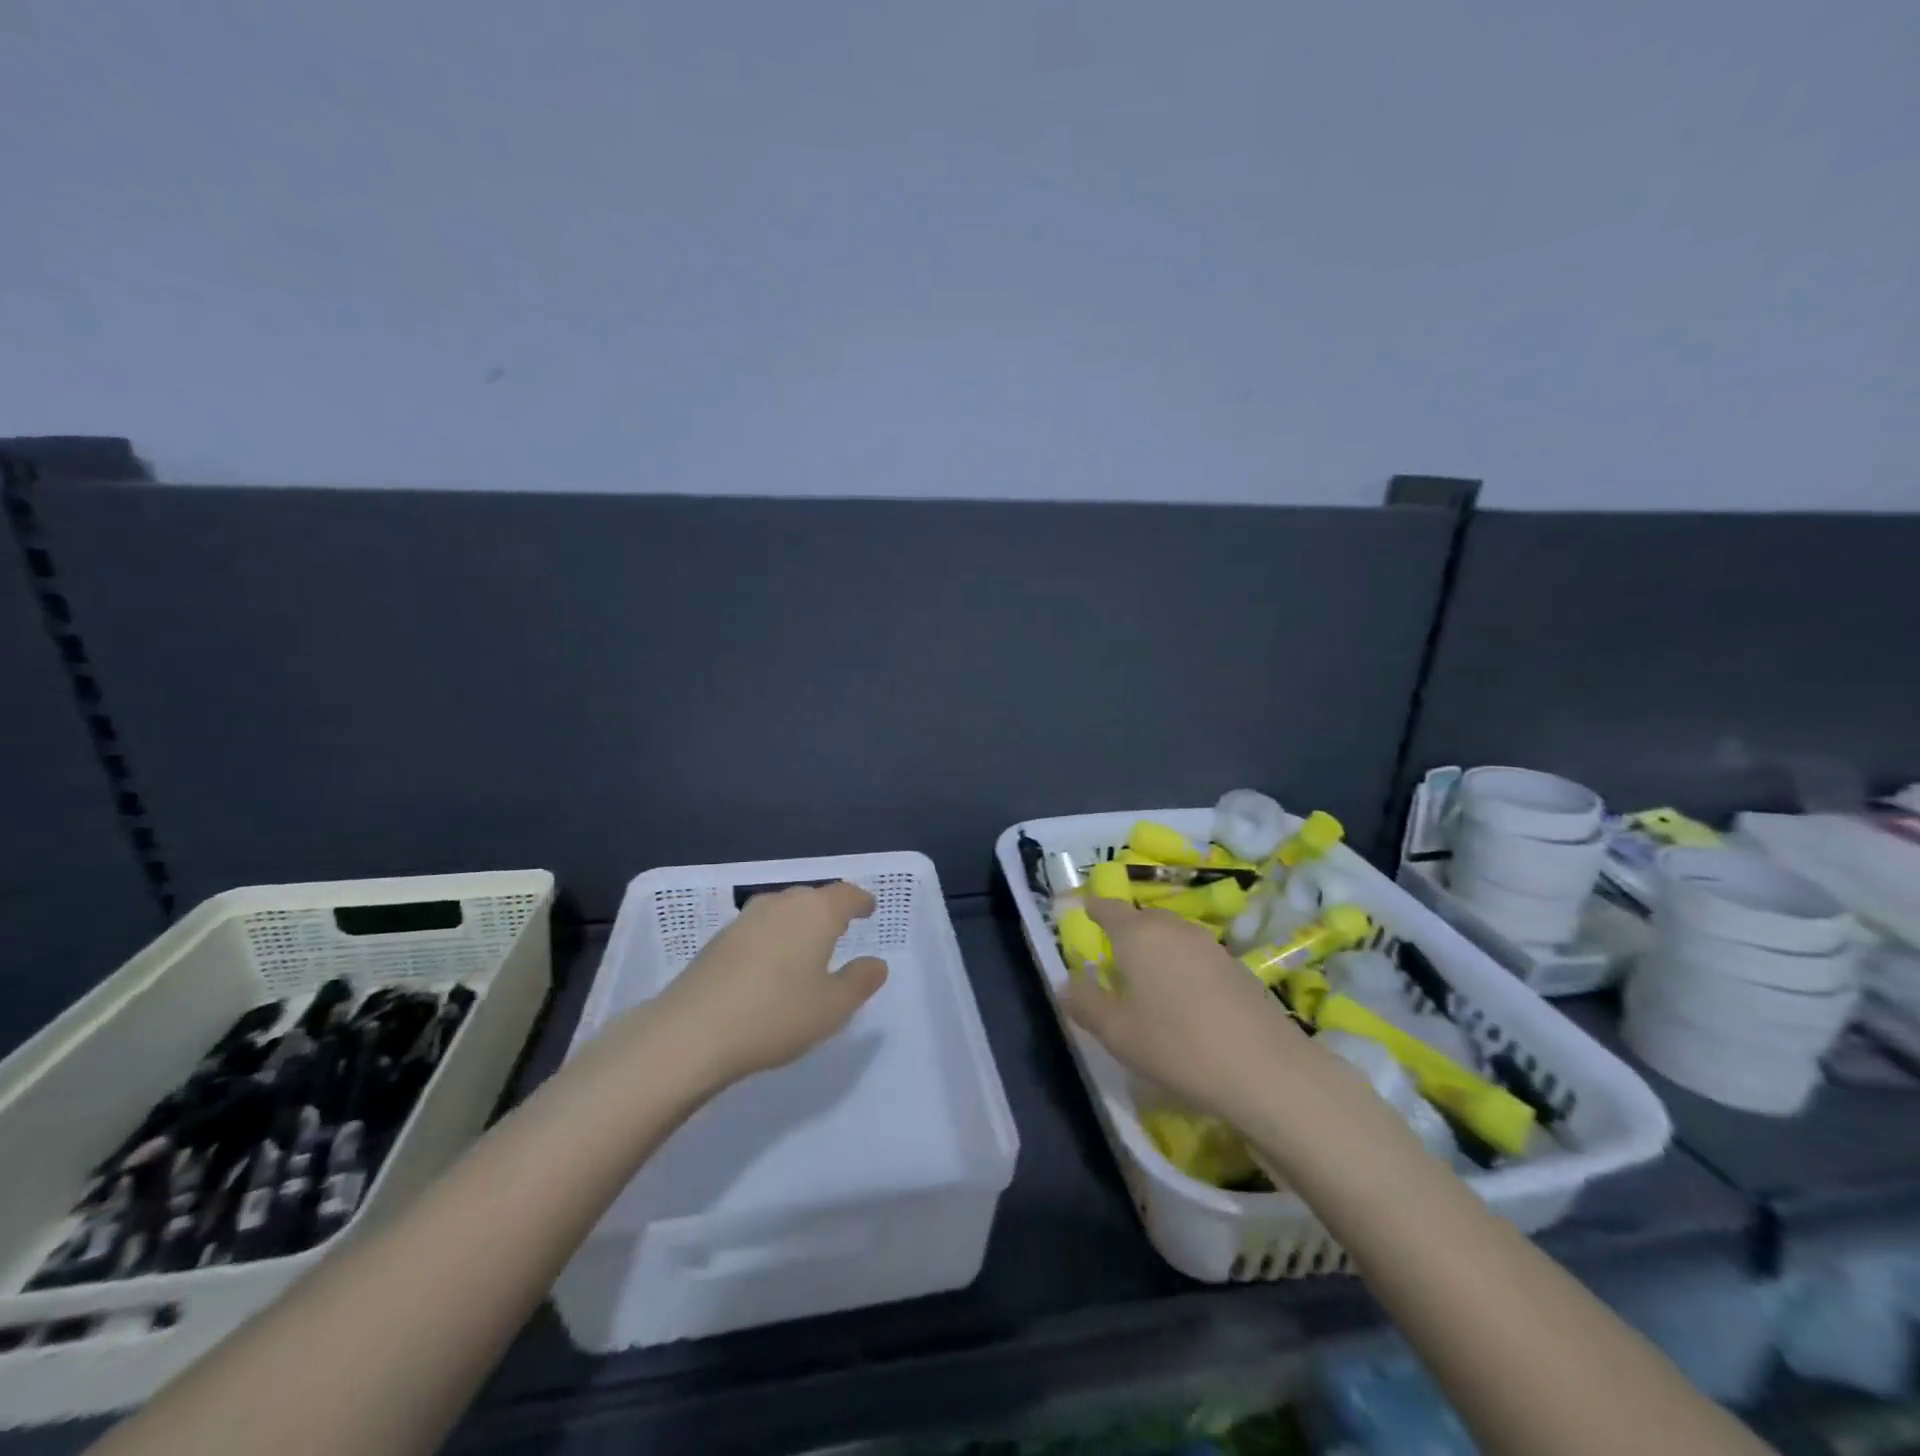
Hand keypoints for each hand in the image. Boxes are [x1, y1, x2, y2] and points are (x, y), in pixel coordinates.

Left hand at [650, 881, 888, 1085]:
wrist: (692, 1032)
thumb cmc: (776, 1014)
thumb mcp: (833, 1007)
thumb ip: (860, 981)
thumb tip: (876, 963)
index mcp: (816, 912)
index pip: (845, 894)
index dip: (860, 901)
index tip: (868, 909)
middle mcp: (781, 904)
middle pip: (812, 898)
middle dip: (828, 911)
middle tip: (840, 930)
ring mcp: (745, 919)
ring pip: (782, 912)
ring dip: (797, 924)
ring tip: (805, 948)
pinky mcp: (718, 940)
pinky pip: (758, 930)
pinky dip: (772, 940)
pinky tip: (770, 967)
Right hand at [1062, 896, 1312, 1126]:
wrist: (1267, 1070)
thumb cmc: (1177, 1046)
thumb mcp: (1118, 1033)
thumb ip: (1086, 1004)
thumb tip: (1065, 984)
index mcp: (1138, 934)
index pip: (1108, 907)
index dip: (1094, 909)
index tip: (1084, 914)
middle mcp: (1173, 928)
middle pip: (1142, 918)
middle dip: (1125, 931)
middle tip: (1113, 957)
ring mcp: (1209, 945)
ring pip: (1172, 935)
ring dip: (1157, 949)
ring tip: (1148, 980)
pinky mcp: (1237, 967)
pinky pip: (1196, 955)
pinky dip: (1182, 966)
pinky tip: (1185, 1000)